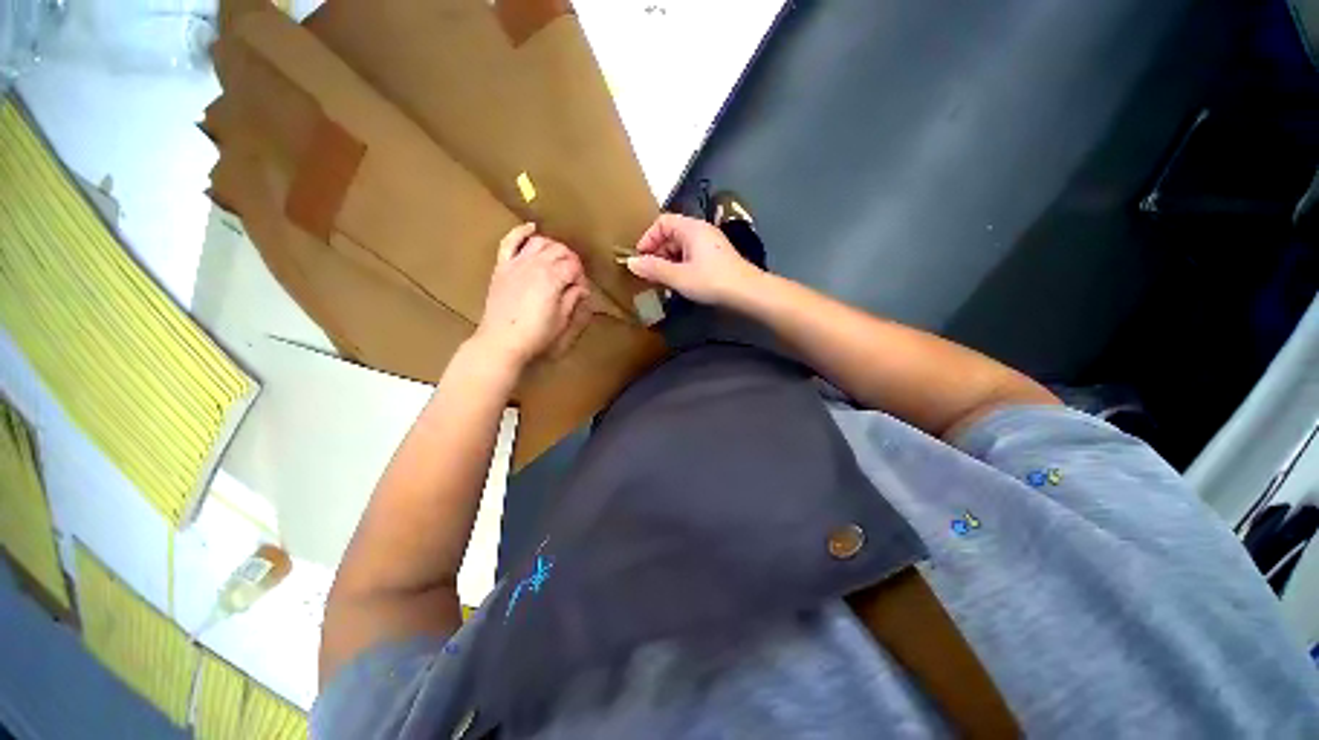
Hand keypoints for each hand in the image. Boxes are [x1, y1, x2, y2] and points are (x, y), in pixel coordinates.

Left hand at [474, 224, 592, 372]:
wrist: (501, 341)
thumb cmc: (536, 335)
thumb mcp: (562, 321)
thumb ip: (573, 300)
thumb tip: (582, 289)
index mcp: (553, 278)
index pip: (574, 266)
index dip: (581, 277)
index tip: (581, 290)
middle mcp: (536, 264)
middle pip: (560, 251)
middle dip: (571, 261)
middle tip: (574, 277)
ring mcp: (517, 263)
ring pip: (540, 242)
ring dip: (553, 246)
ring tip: (559, 259)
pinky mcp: (502, 267)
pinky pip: (511, 242)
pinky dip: (521, 232)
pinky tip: (532, 228)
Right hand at [625, 213, 763, 305]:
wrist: (747, 292)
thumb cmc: (711, 281)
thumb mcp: (678, 277)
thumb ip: (654, 269)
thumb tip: (631, 262)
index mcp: (691, 228)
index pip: (662, 222)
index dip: (648, 238)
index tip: (640, 258)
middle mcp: (701, 230)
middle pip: (671, 234)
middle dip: (657, 251)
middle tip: (649, 272)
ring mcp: (710, 243)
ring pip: (681, 246)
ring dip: (668, 260)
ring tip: (662, 279)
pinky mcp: (715, 257)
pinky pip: (691, 254)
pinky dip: (680, 265)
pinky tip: (679, 281)